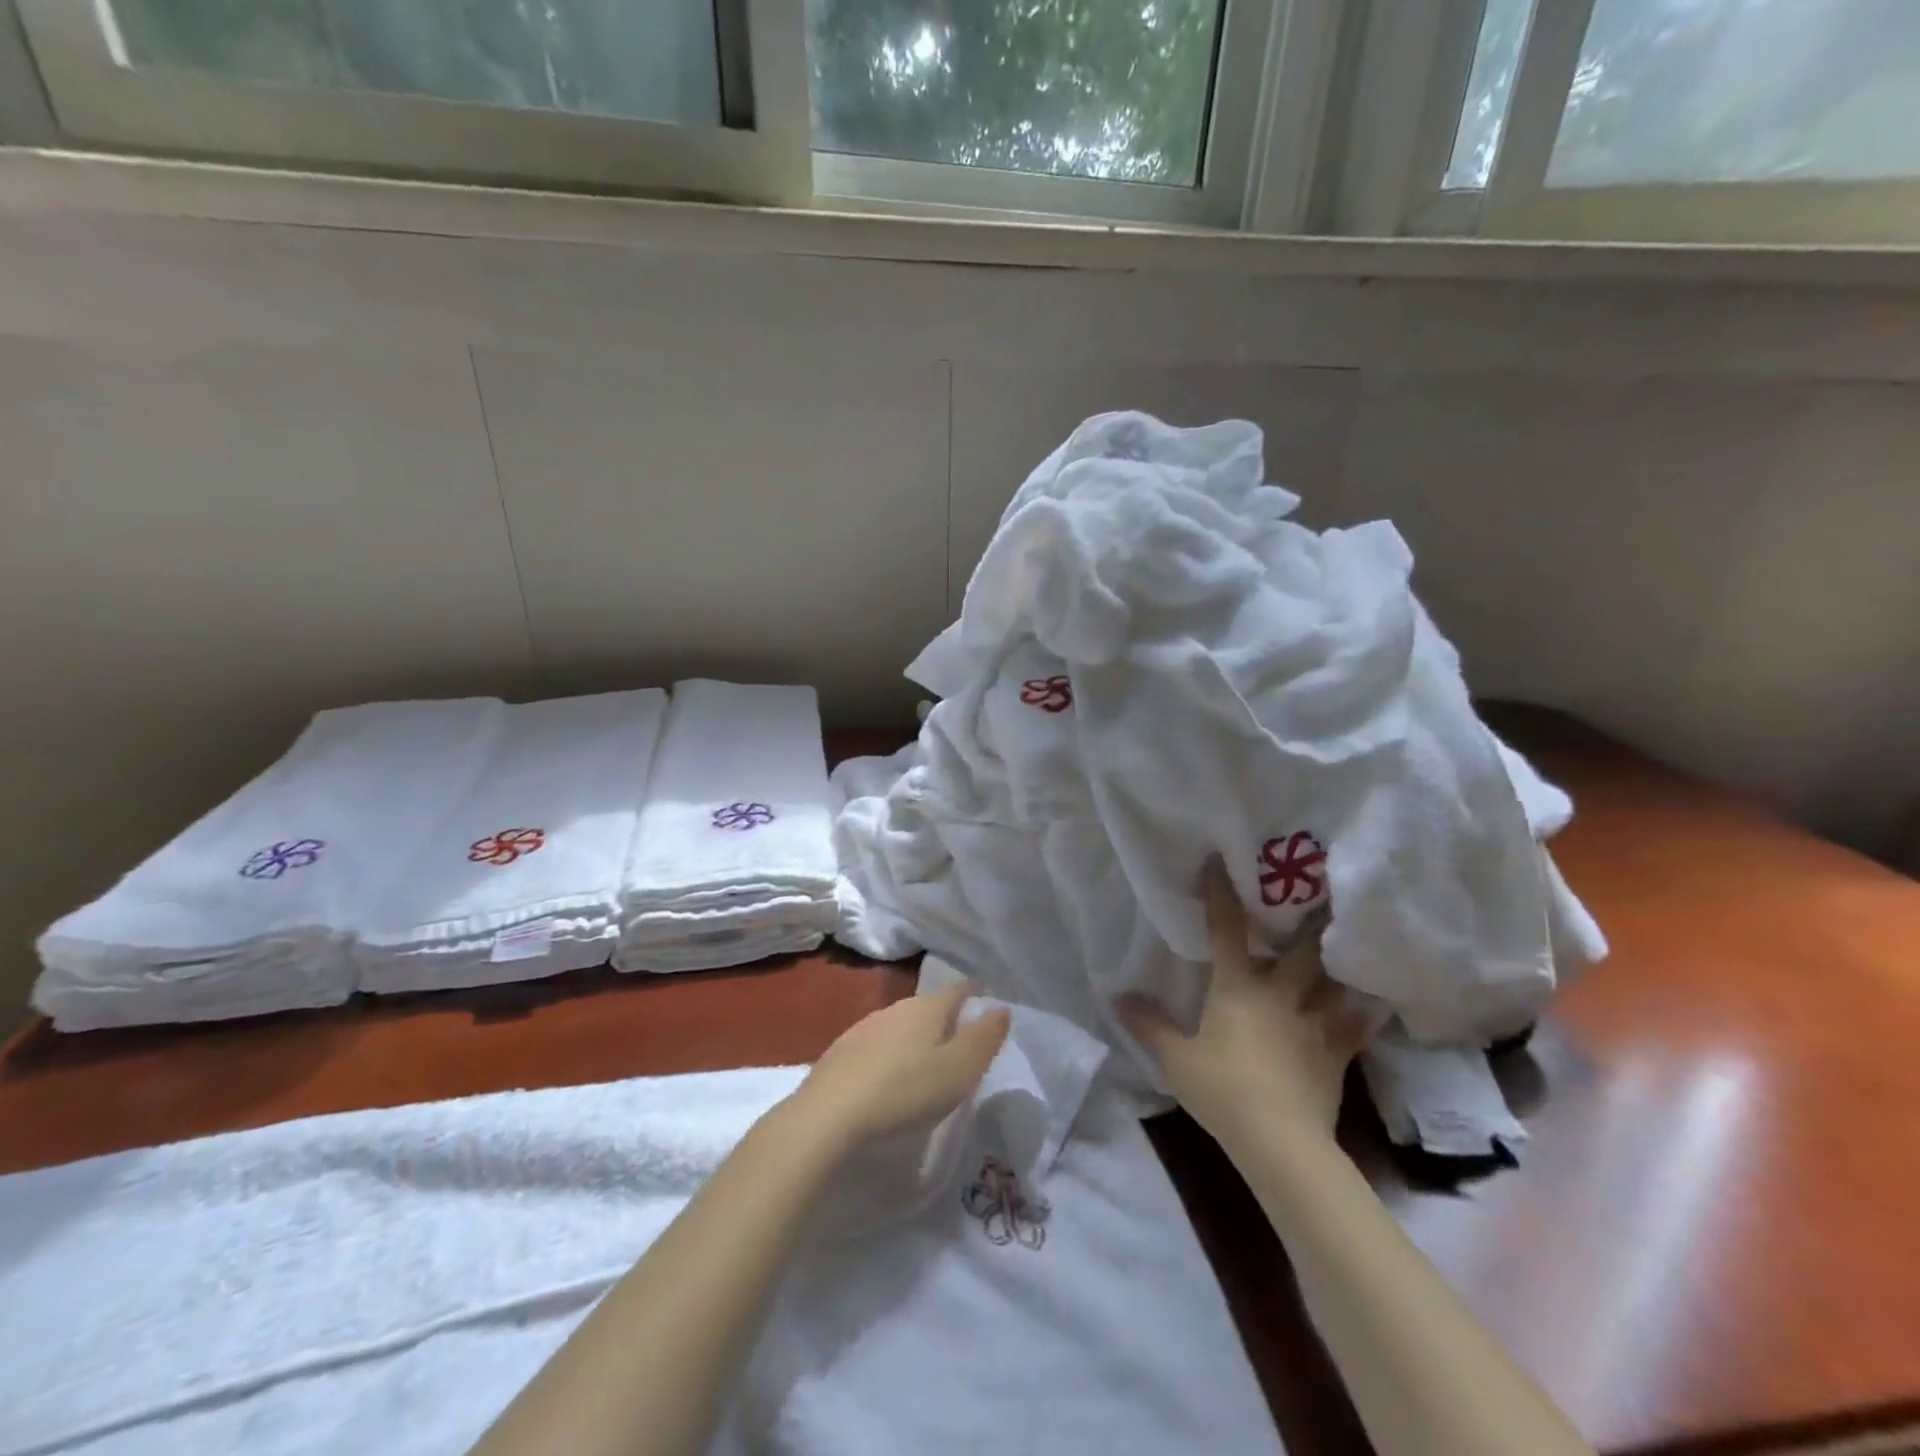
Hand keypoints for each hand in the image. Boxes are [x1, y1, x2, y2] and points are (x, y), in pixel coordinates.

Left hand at [785, 984, 1010, 1161]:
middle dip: (945, 1018)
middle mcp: (895, 1008)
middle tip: (961, 1040)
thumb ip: (984, 1039)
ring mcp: (864, 1028)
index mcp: (927, 1008)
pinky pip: (877, 1046)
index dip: (975, 993)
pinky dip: (890, 1056)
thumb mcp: (958, 1070)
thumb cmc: (905, 1091)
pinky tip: (889, 1078)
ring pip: (900, 1025)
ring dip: (915, 1038)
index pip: (958, 989)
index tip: (987, 999)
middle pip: (928, 1006)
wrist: (828, 1116)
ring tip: (926, 1062)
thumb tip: (1002, 1008)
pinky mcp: (840, 1053)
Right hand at [1119, 861, 1384, 1144]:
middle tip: (1322, 889)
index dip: (1222, 893)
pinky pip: (1358, 1023)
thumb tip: (1116, 996)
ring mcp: (1313, 1021)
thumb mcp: (1176, 1059)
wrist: (1280, 1142)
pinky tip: (1380, 997)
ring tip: (1355, 935)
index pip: (1226, 930)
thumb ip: (1148, 1024)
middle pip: (1299, 948)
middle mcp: (1279, 993)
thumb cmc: (1222, 1090)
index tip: (1220, 861)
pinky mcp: (1337, 1052)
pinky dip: (1368, 1009)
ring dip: (1343, 957)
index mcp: (1237, 987)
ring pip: (1334, 979)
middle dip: (1310, 918)